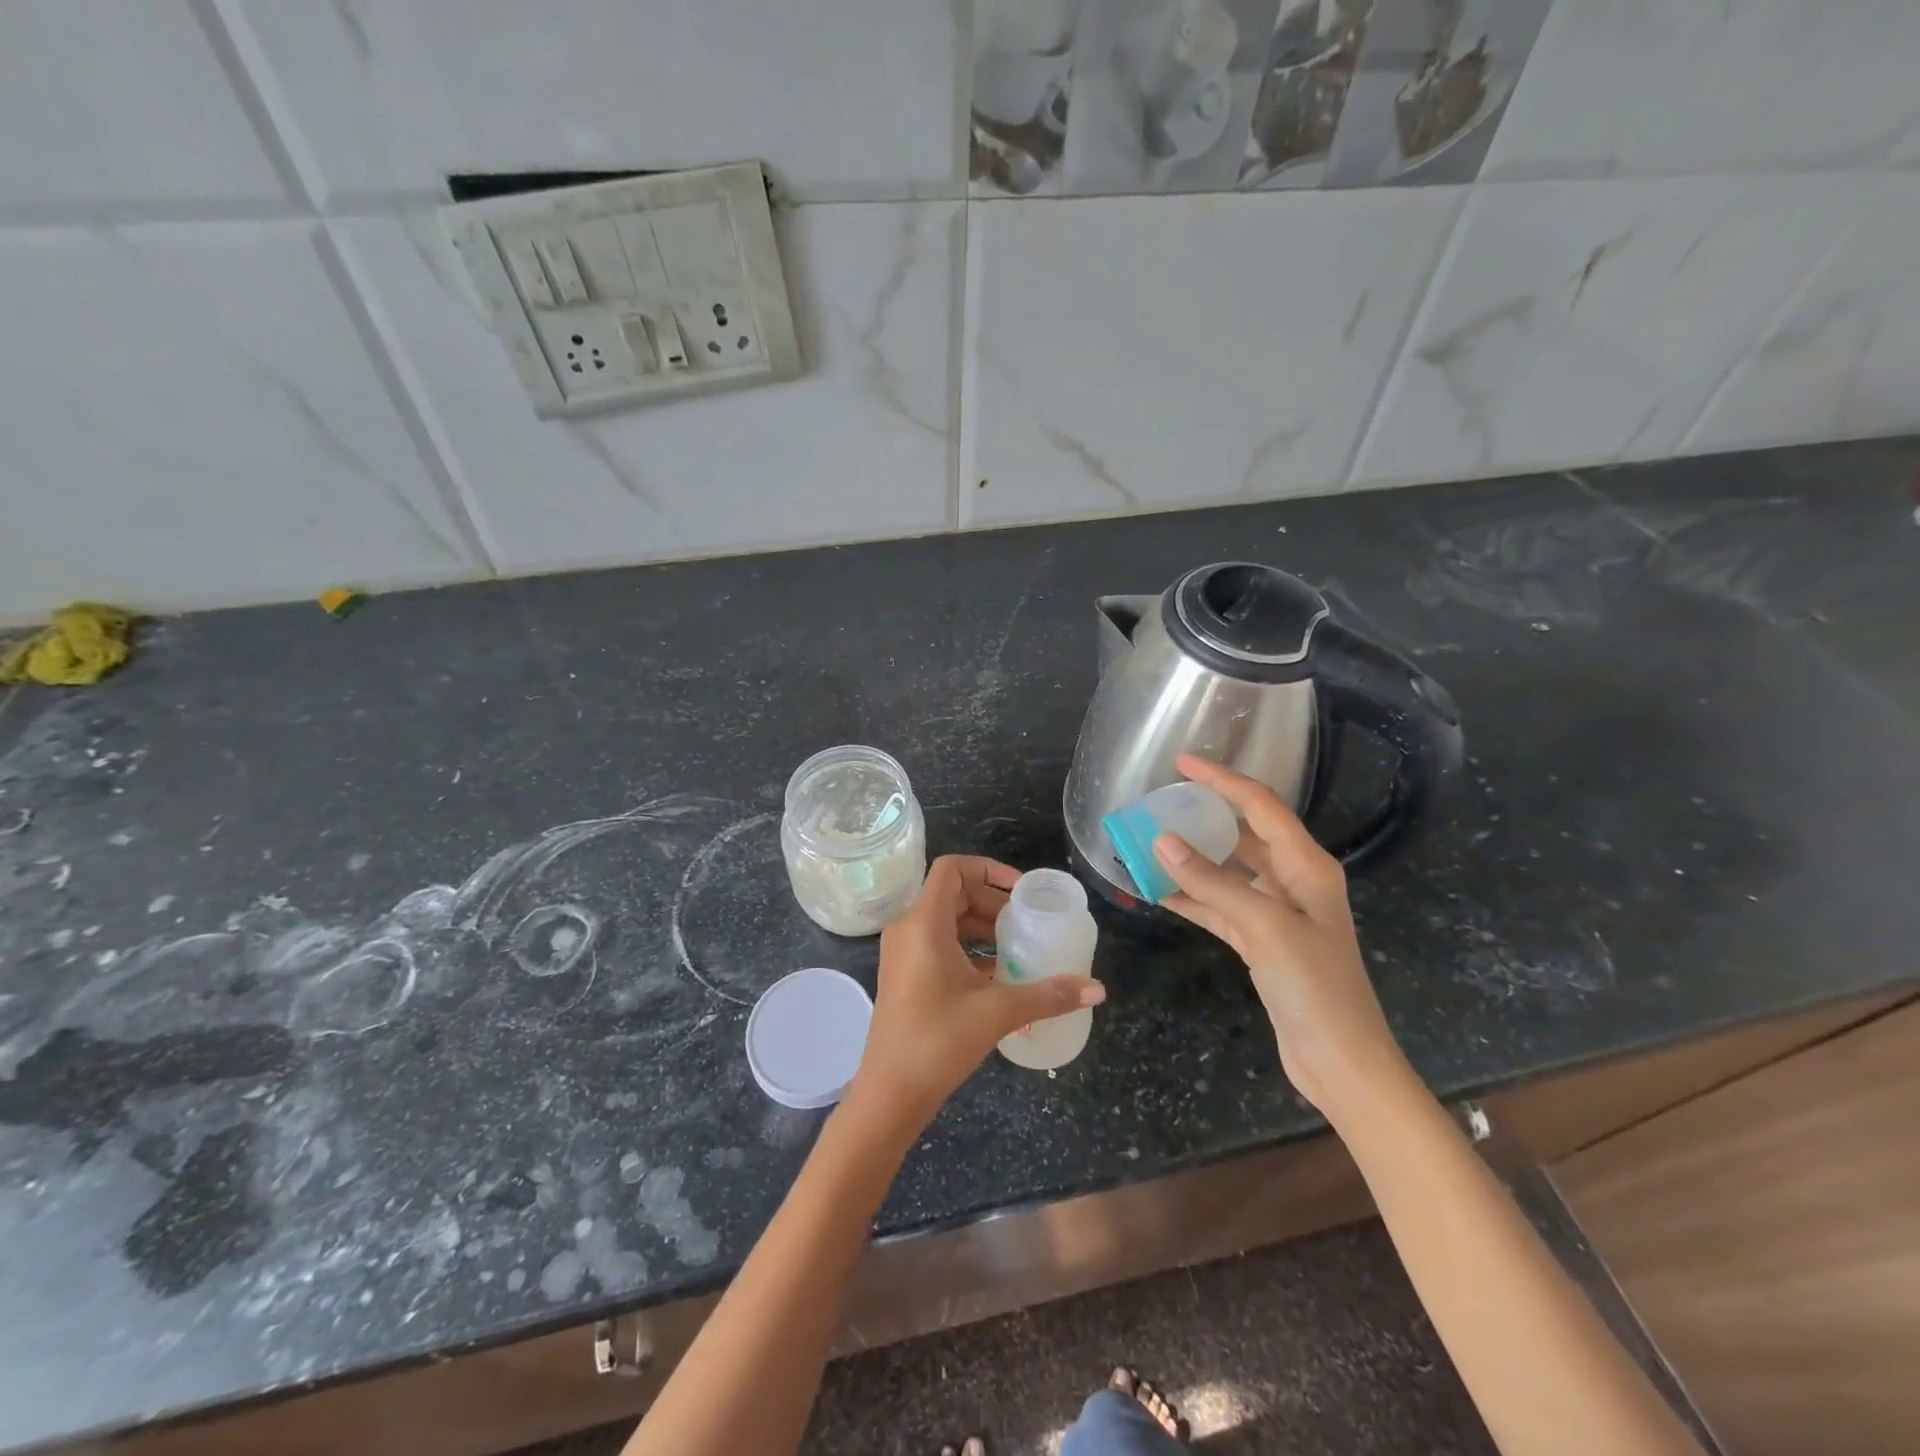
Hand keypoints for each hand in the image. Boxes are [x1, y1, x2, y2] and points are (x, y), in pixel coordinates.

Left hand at [849, 855, 1104, 1131]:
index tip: (1021, 892)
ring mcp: (902, 953)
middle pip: (952, 893)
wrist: (889, 1095)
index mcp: (923, 923)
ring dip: (981, 926)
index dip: (989, 869)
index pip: (952, 868)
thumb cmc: (937, 1042)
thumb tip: (1097, 988)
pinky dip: (967, 948)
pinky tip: (998, 974)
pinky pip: (938, 943)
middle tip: (1025, 923)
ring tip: (1017, 946)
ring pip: (945, 919)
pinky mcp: (904, 975)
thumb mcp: (996, 1013)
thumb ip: (1047, 995)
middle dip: (992, 901)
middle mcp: (908, 928)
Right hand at [1152, 754, 1410, 1117]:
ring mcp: (1278, 914)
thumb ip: (1213, 882)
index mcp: (1308, 866)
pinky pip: (1221, 908)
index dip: (1222, 780)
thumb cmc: (1315, 987)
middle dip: (1205, 817)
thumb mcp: (1264, 927)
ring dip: (1192, 860)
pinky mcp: (1262, 943)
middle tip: (1161, 803)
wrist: (1342, 1063)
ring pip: (1228, 872)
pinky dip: (1193, 898)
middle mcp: (1295, 882)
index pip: (1260, 806)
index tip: (1181, 762)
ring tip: (1149, 844)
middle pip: (1244, 835)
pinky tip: (1159, 893)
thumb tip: (1162, 841)